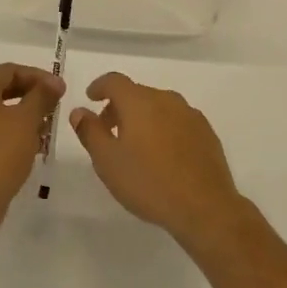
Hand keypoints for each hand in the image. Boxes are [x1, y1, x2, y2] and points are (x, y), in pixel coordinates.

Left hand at [0, 63, 64, 235]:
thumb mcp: (26, 120)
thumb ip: (42, 96)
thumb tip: (53, 83)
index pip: (10, 70)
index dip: (39, 76)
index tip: (61, 90)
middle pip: (3, 89)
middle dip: (33, 97)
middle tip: (55, 107)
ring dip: (25, 116)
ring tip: (47, 129)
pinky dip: (13, 133)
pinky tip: (32, 146)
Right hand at [68, 73, 243, 243]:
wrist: (204, 206)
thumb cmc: (148, 182)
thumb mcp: (107, 161)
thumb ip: (90, 132)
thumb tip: (80, 111)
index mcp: (139, 102)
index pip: (114, 81)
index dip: (99, 86)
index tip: (91, 99)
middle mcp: (166, 99)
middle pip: (137, 93)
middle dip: (119, 107)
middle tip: (108, 132)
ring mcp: (190, 115)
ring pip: (159, 107)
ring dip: (143, 118)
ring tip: (135, 147)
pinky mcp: (206, 132)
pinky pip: (177, 122)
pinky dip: (164, 129)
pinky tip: (163, 156)